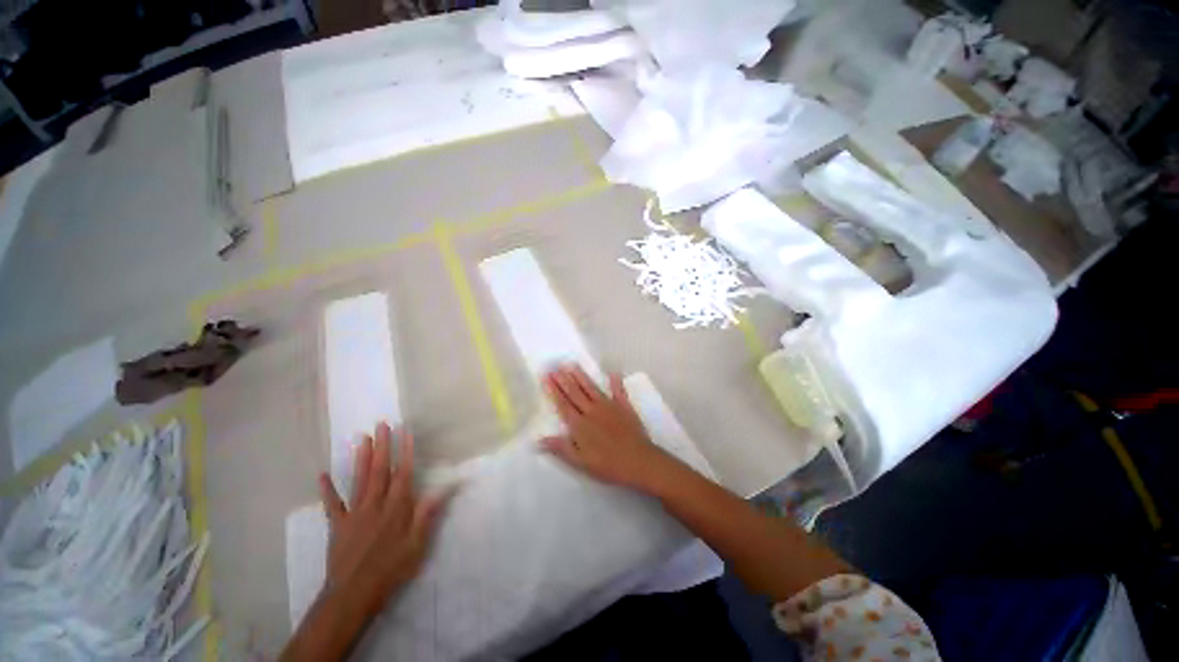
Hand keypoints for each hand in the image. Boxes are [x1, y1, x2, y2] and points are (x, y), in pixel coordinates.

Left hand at [317, 423, 451, 616]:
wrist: (353, 595)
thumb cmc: (391, 568)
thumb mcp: (418, 544)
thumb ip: (428, 512)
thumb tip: (447, 486)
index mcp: (397, 507)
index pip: (403, 472)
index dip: (405, 450)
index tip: (406, 431)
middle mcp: (375, 504)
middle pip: (380, 469)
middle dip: (382, 446)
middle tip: (382, 424)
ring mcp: (354, 513)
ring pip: (359, 480)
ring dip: (361, 458)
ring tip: (362, 438)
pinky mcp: (338, 525)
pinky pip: (332, 504)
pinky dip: (327, 490)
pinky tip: (322, 475)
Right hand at [541, 365, 678, 491]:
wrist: (638, 461)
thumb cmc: (608, 465)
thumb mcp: (581, 462)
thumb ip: (561, 448)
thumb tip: (538, 439)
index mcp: (580, 425)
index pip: (563, 404)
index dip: (554, 390)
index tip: (547, 376)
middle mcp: (592, 411)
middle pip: (575, 393)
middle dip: (564, 379)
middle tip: (555, 366)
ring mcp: (609, 406)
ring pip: (591, 388)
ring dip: (581, 376)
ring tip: (572, 365)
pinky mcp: (624, 406)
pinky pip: (619, 391)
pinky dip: (616, 382)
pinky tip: (613, 373)